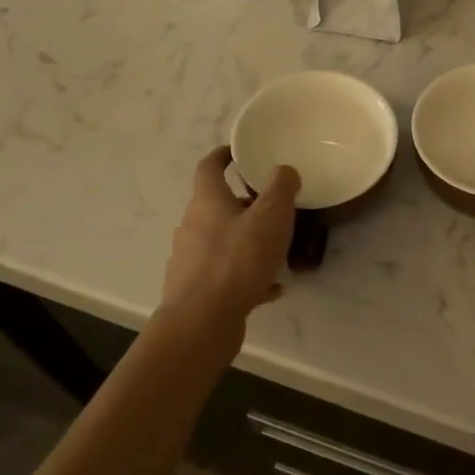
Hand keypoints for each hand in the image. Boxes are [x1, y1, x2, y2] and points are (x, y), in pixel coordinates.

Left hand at [160, 148, 299, 324]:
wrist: (202, 321)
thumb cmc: (237, 260)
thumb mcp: (271, 217)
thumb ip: (281, 188)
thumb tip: (284, 170)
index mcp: (207, 202)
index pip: (209, 167)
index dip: (224, 156)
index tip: (240, 152)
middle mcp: (192, 226)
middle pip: (218, 206)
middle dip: (246, 205)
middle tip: (275, 210)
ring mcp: (191, 259)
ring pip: (224, 242)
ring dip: (248, 243)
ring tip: (278, 254)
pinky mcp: (196, 290)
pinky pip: (226, 275)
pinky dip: (247, 276)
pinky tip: (271, 290)